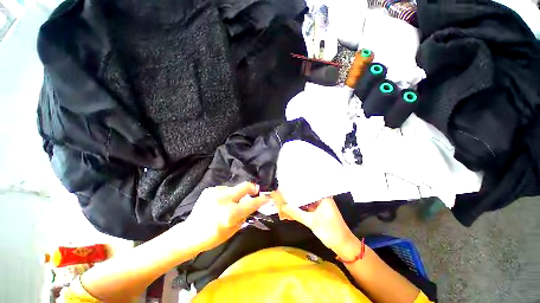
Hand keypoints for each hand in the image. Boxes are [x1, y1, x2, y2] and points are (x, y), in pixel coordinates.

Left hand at [185, 182, 269, 251]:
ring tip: (231, 202)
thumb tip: (252, 205)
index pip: (252, 203)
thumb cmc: (212, 236)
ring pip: (234, 188)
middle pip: (245, 186)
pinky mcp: (209, 190)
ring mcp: (215, 193)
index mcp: (230, 214)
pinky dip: (227, 195)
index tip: (267, 197)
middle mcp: (224, 200)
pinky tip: (221, 202)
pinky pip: (225, 189)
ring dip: (237, 194)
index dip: (262, 200)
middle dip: (253, 188)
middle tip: (254, 192)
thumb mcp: (232, 230)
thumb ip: (244, 215)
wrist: (190, 233)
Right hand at [273, 193, 359, 258]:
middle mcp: (321, 198)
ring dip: (296, 205)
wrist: (343, 245)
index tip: (284, 188)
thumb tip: (282, 207)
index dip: (294, 189)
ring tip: (283, 204)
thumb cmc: (330, 231)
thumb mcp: (311, 221)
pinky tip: (290, 212)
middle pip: (304, 195)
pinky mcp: (318, 211)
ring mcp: (320, 205)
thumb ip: (295, 213)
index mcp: (322, 196)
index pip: (306, 188)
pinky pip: (307, 208)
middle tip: (281, 197)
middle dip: (293, 198)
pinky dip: (300, 210)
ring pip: (304, 202)